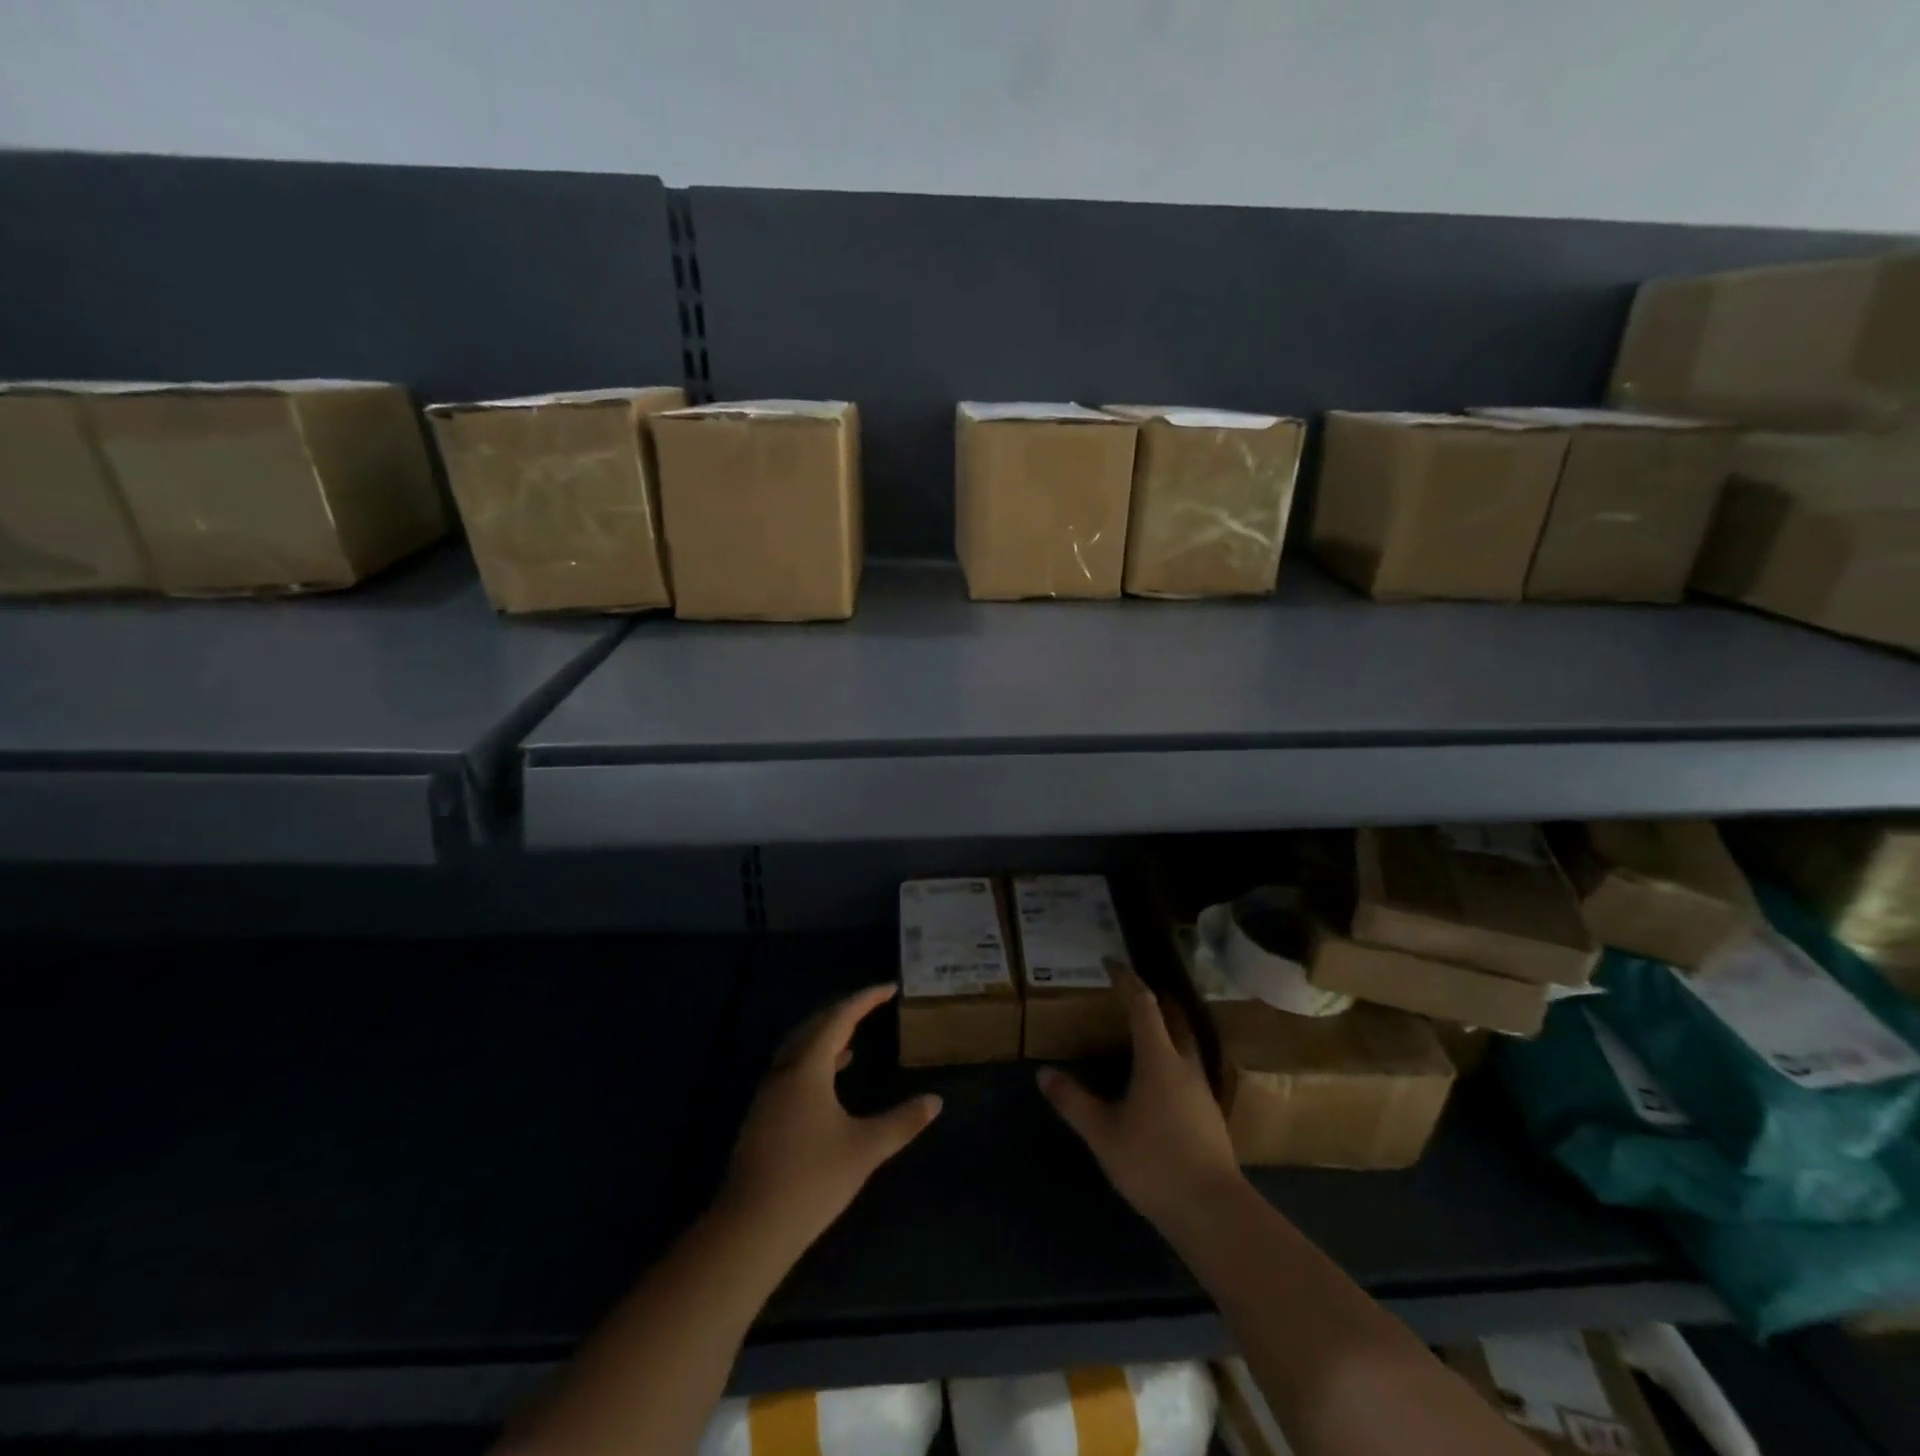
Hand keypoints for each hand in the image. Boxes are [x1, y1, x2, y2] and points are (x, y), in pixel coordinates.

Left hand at [719, 984, 941, 1256]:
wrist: (750, 1229)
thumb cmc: (812, 1180)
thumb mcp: (865, 1149)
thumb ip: (902, 1122)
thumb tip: (935, 1101)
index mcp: (807, 1067)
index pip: (839, 1017)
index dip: (865, 999)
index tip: (890, 988)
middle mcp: (784, 1070)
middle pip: (815, 1026)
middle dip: (844, 1012)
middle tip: (872, 1007)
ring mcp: (768, 1093)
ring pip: (799, 1048)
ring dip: (826, 1037)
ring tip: (854, 1040)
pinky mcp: (762, 1116)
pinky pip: (792, 1069)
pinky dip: (814, 1061)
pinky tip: (829, 1082)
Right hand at [1038, 968, 1243, 1234]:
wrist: (1213, 1211)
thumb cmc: (1154, 1163)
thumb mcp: (1103, 1133)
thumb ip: (1073, 1101)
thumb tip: (1044, 1073)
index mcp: (1159, 1059)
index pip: (1143, 1005)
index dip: (1127, 980)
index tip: (1111, 962)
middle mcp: (1184, 1065)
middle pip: (1173, 1018)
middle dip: (1154, 1000)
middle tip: (1132, 991)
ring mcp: (1201, 1090)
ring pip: (1185, 1043)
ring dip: (1167, 1028)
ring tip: (1145, 1030)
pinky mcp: (1209, 1113)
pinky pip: (1189, 1068)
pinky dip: (1173, 1056)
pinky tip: (1161, 1078)